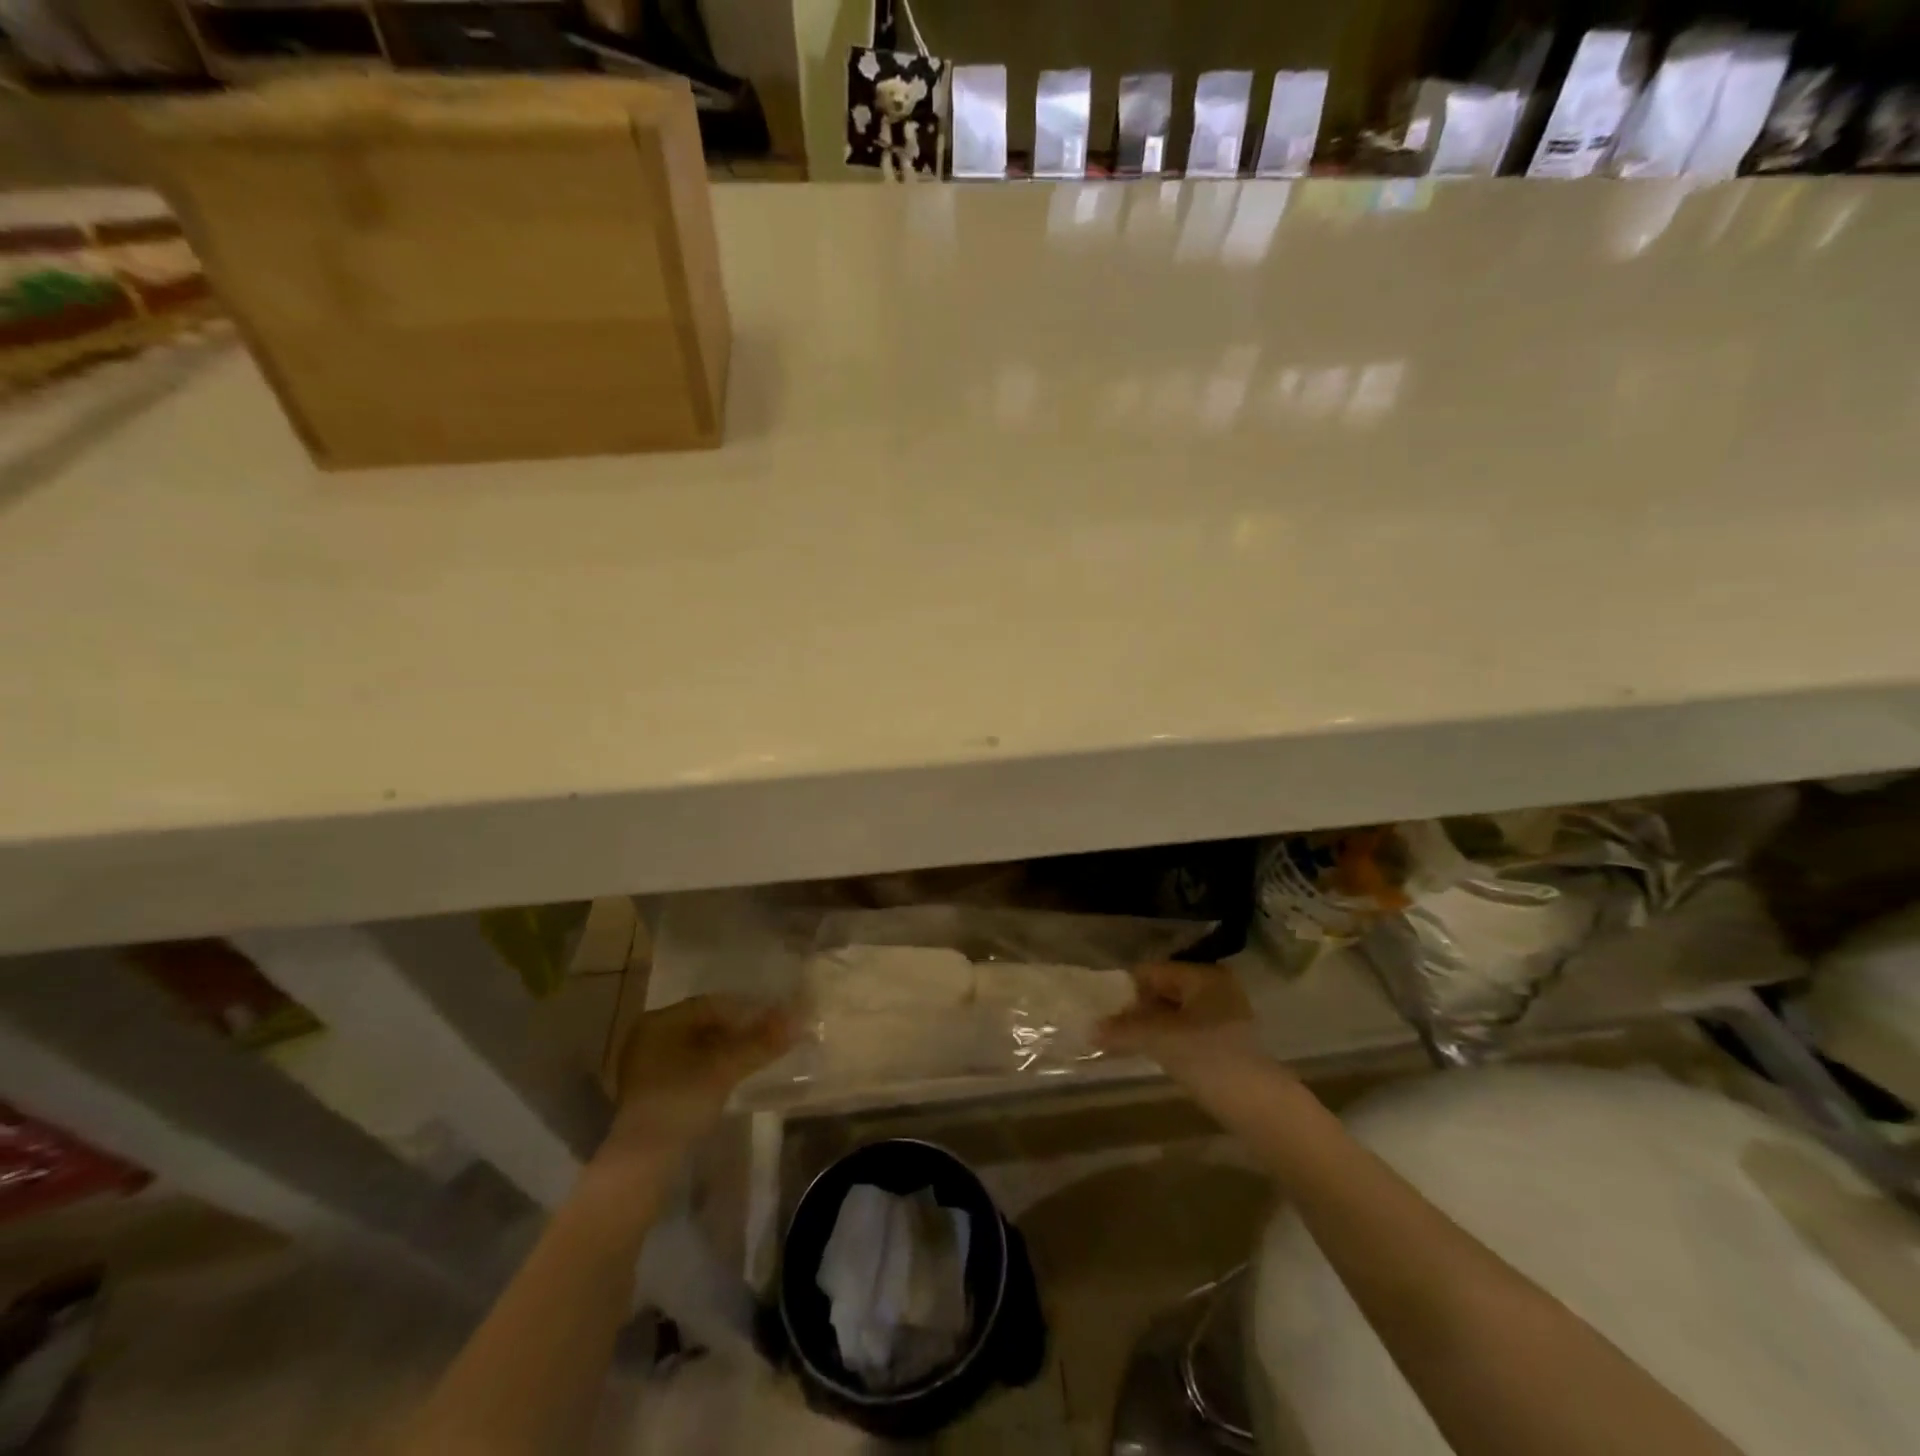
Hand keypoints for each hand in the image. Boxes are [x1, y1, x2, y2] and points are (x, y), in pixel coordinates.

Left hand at [598, 996, 794, 1165]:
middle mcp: (647, 1037)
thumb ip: (761, 1041)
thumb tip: (799, 1017)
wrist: (641, 1164)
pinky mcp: (650, 1092)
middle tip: (769, 1037)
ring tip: (757, 1056)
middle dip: (738, 1030)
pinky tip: (733, 1076)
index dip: (746, 1010)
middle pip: (704, 1024)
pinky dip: (713, 1067)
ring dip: (728, 1049)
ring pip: (698, 1047)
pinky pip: (689, 1067)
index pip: (711, 1005)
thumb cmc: (681, 1101)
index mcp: (659, 1021)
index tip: (774, 1019)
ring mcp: (645, 1066)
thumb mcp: (725, 1068)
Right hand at [1096, 961, 1259, 1075]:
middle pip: (1164, 990)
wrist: (1261, 1109)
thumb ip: (1123, 1030)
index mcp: (1204, 975)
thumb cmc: (1209, 1059)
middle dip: (1138, 1010)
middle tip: (1114, 1031)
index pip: (1152, 971)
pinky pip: (1187, 1031)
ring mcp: (1225, 1016)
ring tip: (1128, 1045)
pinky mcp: (1228, 1043)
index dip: (1127, 990)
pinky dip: (1168, 1040)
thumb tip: (1090, 1028)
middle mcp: (1216, 988)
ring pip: (1175, 1013)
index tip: (1105, 1012)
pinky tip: (1155, 1056)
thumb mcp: (1159, 1039)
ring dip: (1151, 1027)